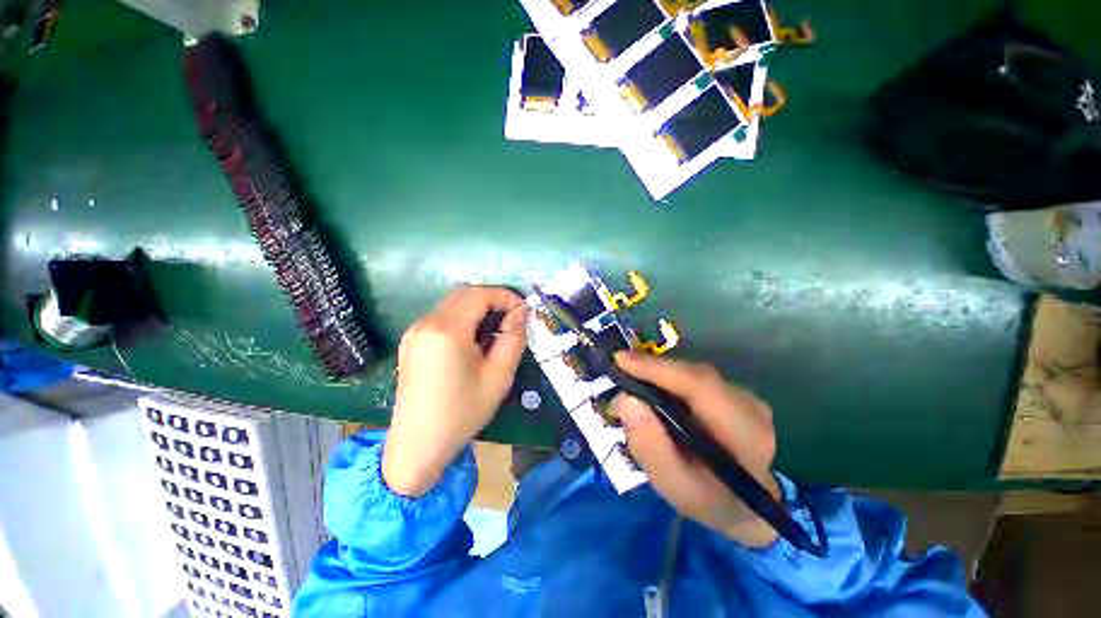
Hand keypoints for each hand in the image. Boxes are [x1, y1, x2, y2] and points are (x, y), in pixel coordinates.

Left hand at [383, 287, 527, 496]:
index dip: (505, 296)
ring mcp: (414, 331)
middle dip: (492, 299)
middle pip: (464, 294)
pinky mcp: (411, 341)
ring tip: (496, 329)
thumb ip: (514, 337)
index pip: (480, 295)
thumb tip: (520, 312)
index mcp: (447, 330)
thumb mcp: (499, 376)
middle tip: (512, 317)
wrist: (418, 445)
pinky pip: (441, 317)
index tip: (523, 310)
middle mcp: (426, 323)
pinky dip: (463, 318)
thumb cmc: (462, 412)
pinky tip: (474, 339)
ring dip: (477, 308)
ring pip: (452, 303)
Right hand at [609, 351, 780, 547]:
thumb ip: (649, 446)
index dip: (658, 369)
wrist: (745, 507)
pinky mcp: (734, 392)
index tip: (620, 361)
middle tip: (617, 371)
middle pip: (695, 374)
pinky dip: (668, 377)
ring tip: (629, 380)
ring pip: (693, 372)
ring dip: (658, 372)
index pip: (701, 386)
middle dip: (652, 369)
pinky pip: (694, 376)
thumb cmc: (707, 499)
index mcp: (744, 434)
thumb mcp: (673, 485)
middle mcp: (750, 406)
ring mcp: (745, 396)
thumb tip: (625, 400)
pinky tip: (650, 386)